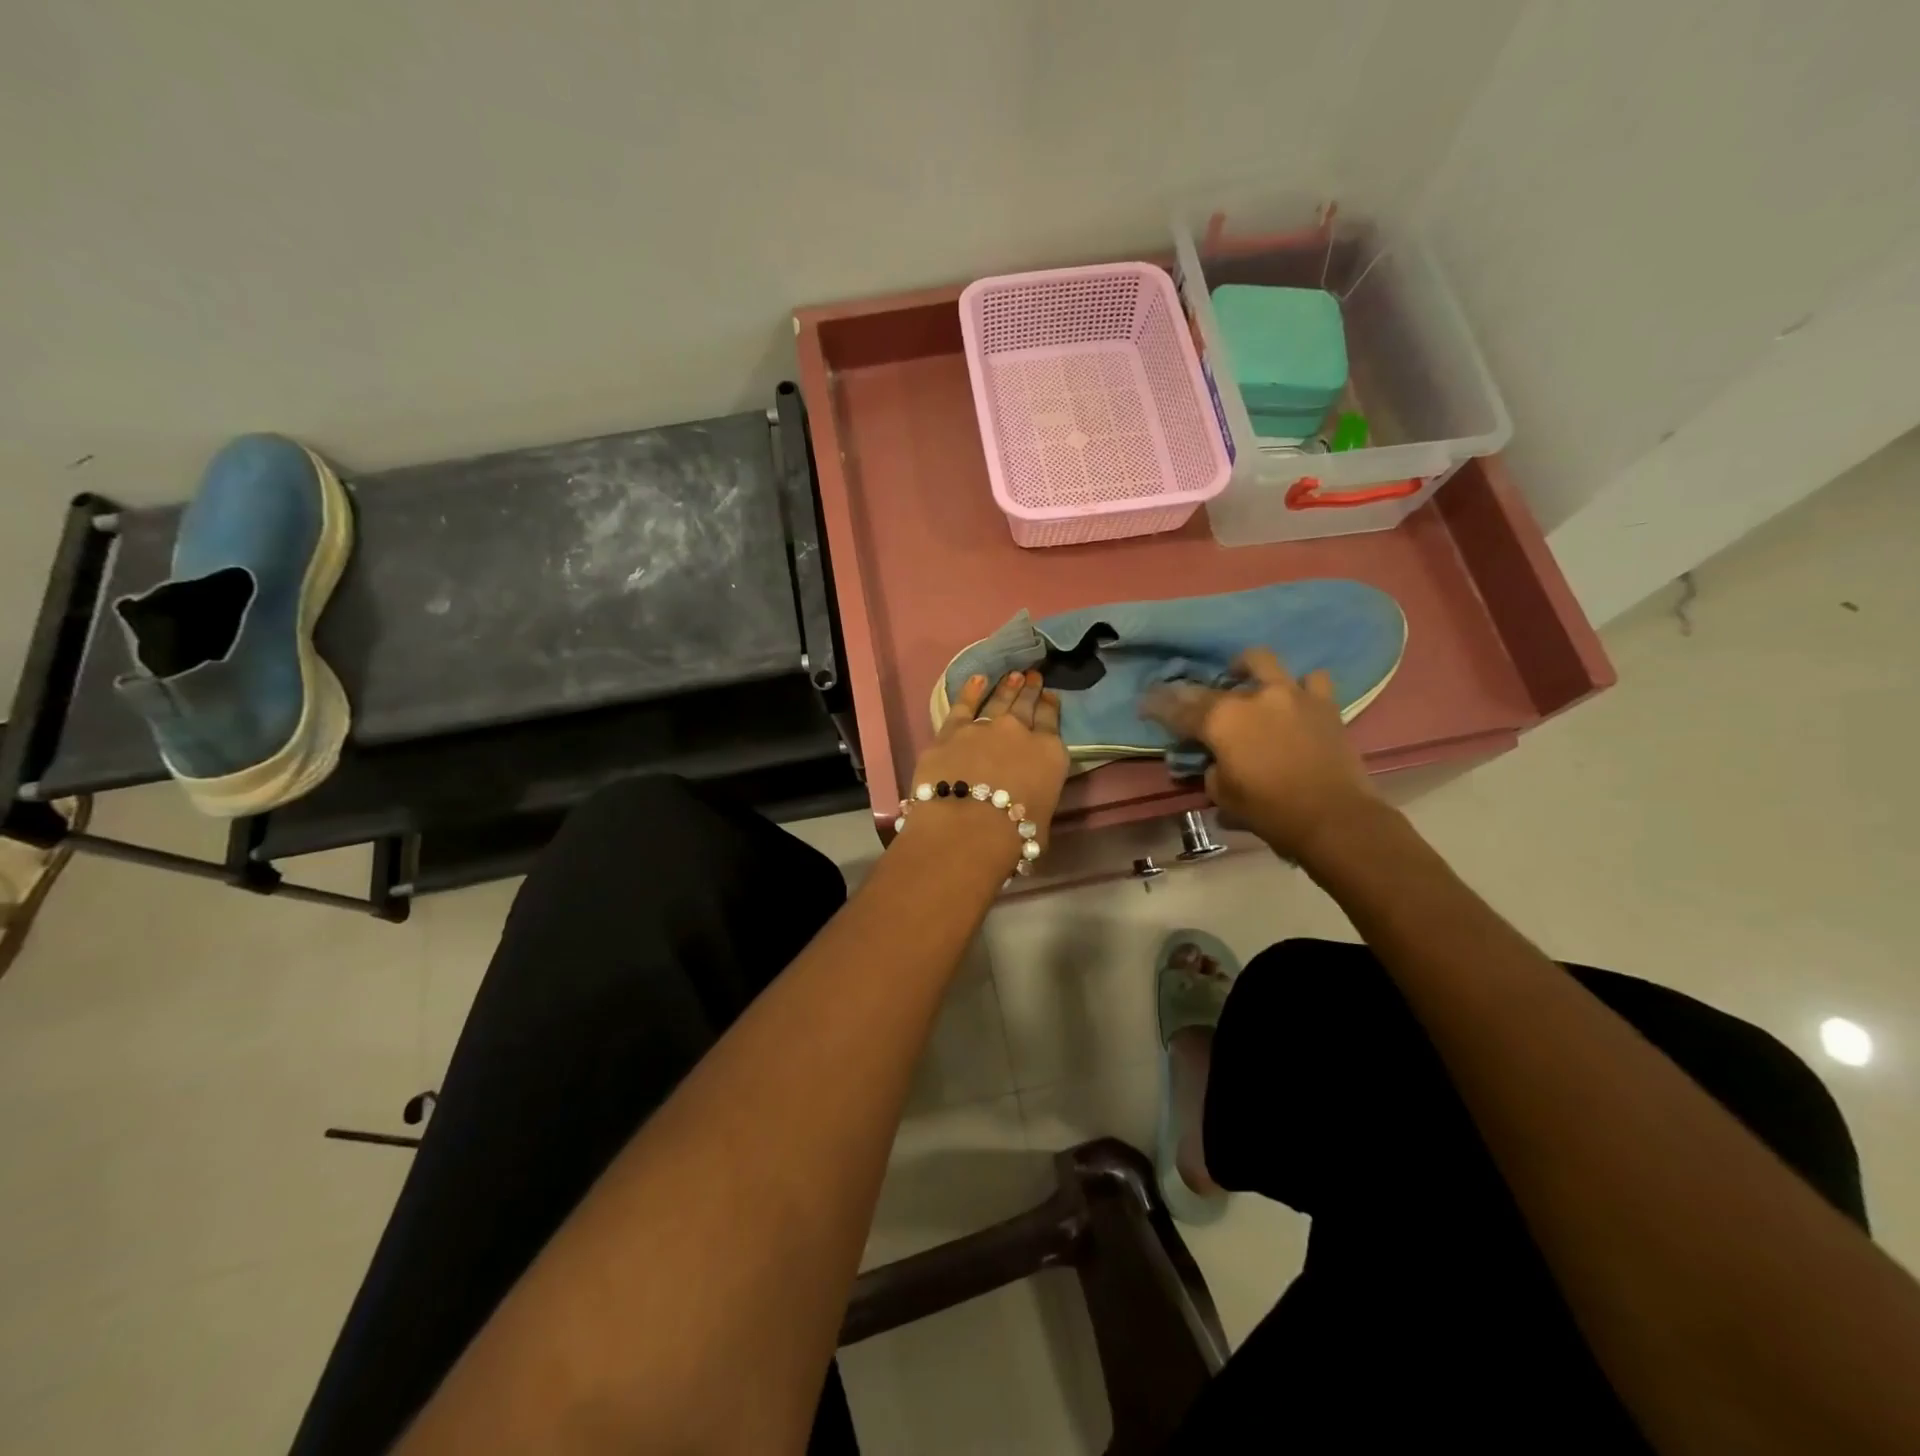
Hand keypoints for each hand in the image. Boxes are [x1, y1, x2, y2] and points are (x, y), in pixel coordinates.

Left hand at [908, 671, 1068, 842]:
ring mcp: (984, 726)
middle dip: (1030, 690)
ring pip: (998, 700)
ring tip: (1013, 676)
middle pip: (1026, 706)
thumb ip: (1037, 797)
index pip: (1051, 722)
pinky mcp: (951, 731)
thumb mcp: (1042, 819)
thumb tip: (1029, 798)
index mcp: (1050, 754)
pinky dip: (970, 690)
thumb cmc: (1013, 837)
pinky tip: (976, 679)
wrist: (966, 830)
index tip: (1050, 696)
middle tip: (1033, 677)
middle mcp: (1020, 732)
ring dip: (1007, 687)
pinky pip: (963, 704)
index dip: (1050, 707)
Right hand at [1141, 647, 1378, 864]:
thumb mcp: (1222, 795)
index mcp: (1220, 720)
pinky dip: (1299, 688)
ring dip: (1247, 670)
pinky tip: (1293, 701)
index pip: (1177, 708)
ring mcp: (1291, 694)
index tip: (1145, 703)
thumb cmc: (1270, 811)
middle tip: (1191, 704)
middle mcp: (1252, 697)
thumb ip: (1211, 768)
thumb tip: (1214, 759)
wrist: (1334, 818)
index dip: (1157, 706)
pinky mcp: (1323, 704)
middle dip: (1194, 692)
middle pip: (1212, 686)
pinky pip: (1311, 681)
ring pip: (1261, 662)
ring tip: (1244, 684)